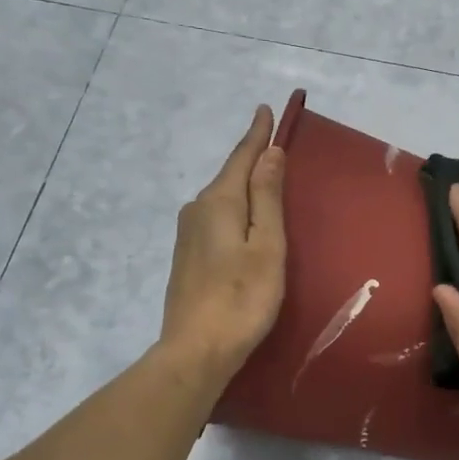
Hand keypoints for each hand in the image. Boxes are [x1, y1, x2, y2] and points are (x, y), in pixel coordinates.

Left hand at [158, 105, 287, 387]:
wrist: (196, 349)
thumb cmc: (242, 298)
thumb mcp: (266, 246)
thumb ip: (267, 198)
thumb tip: (269, 153)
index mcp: (218, 202)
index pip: (241, 158)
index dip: (256, 135)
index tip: (265, 109)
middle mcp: (197, 210)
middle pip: (229, 176)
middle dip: (250, 158)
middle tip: (272, 142)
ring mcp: (187, 235)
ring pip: (221, 199)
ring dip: (242, 186)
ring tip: (264, 177)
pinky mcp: (186, 257)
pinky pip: (215, 219)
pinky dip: (233, 209)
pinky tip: (243, 220)